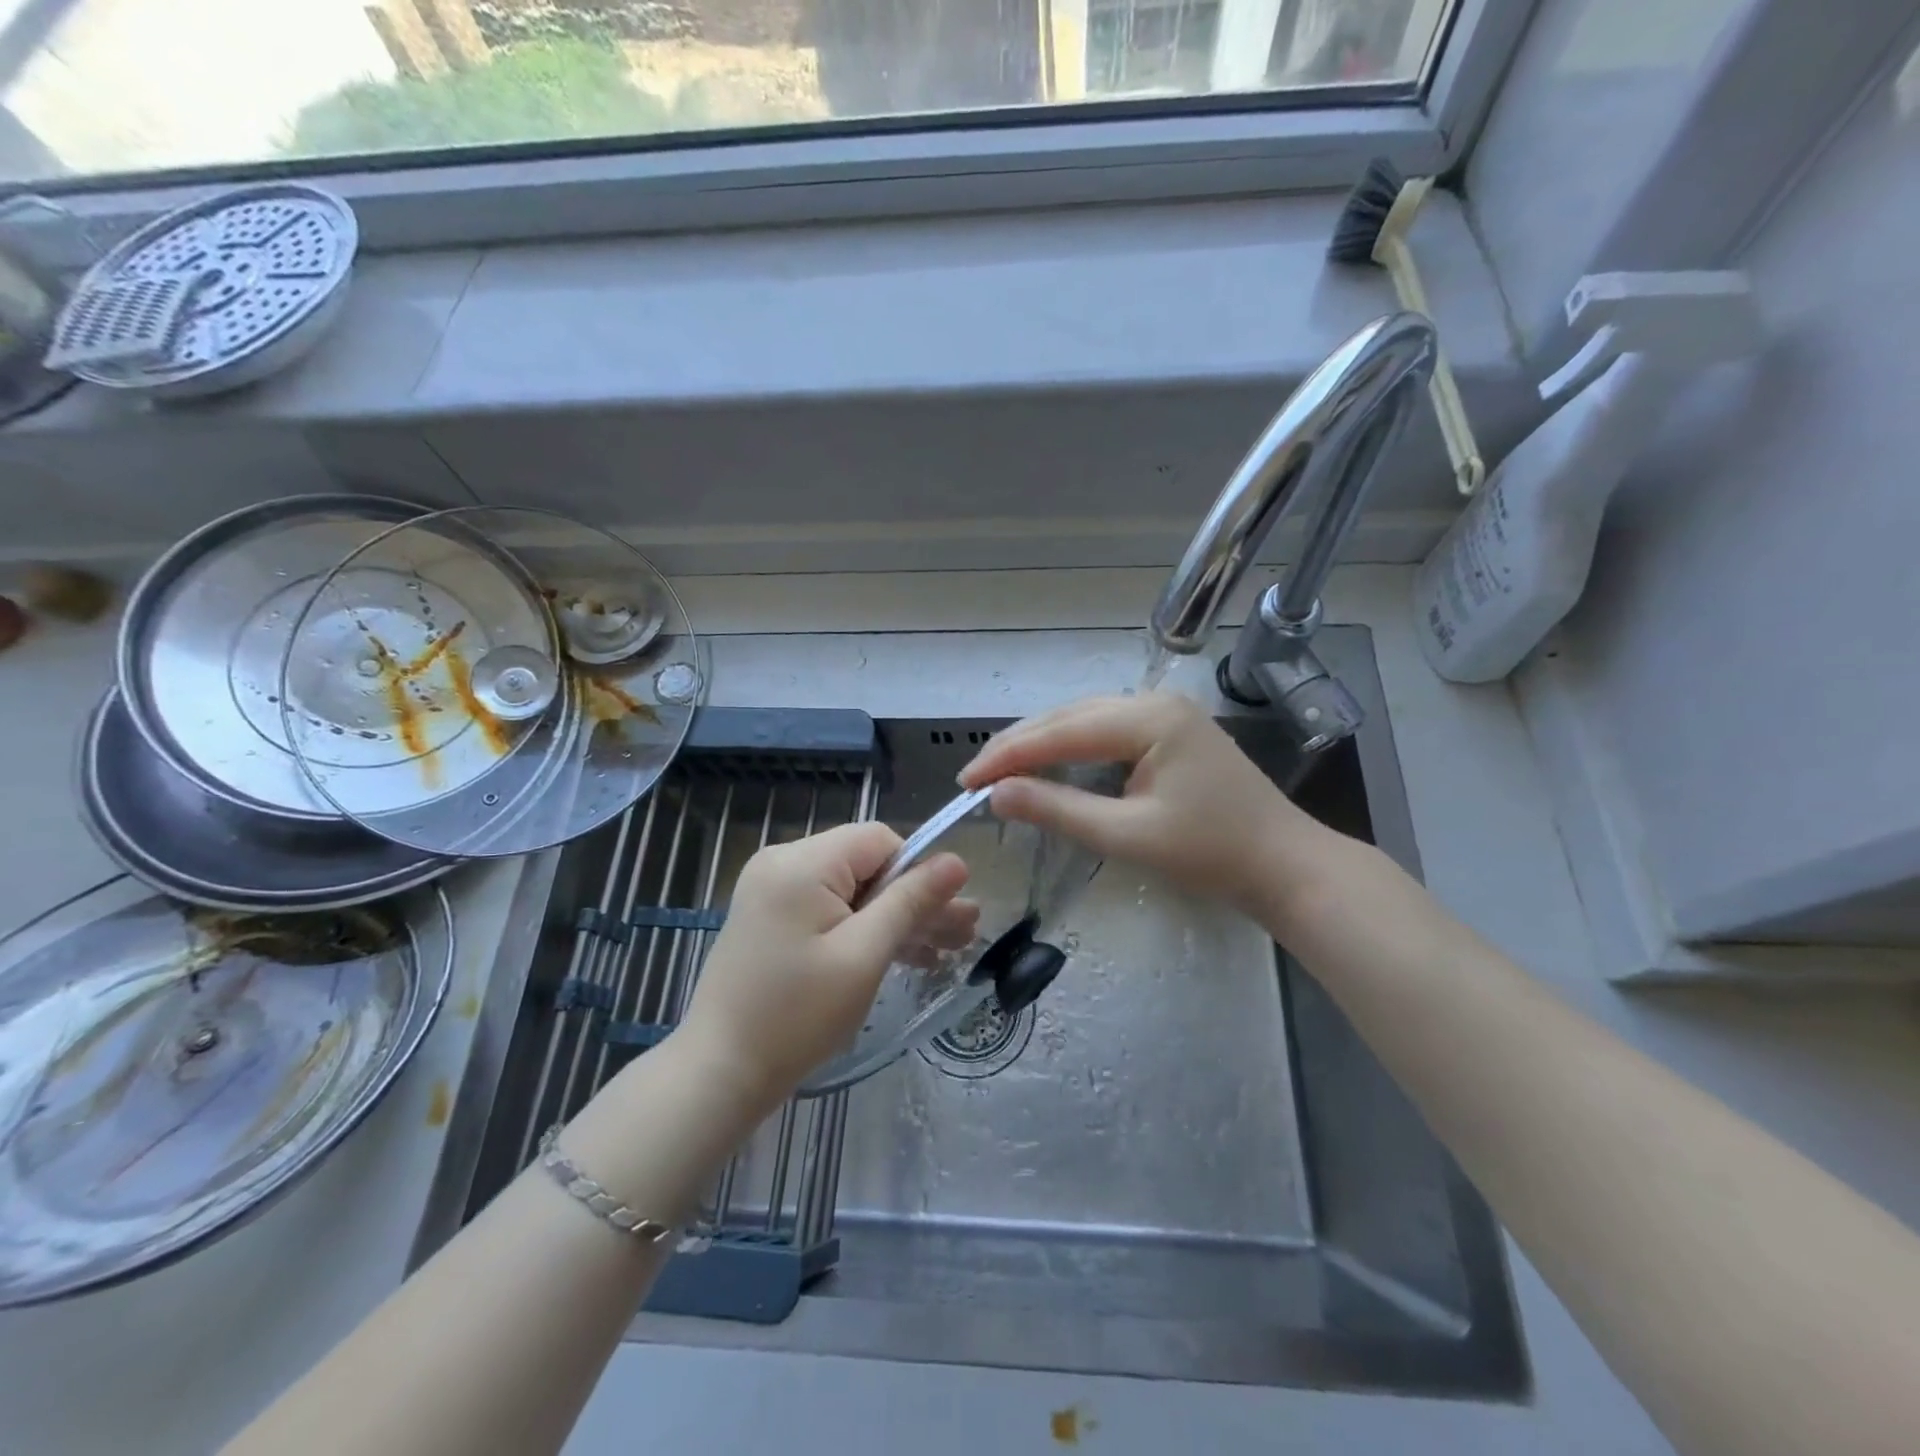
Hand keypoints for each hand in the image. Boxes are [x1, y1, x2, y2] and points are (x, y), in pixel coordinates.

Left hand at [678, 822, 976, 1112]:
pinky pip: (829, 908)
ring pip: (851, 889)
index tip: (945, 915)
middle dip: (914, 900)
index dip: (917, 872)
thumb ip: (910, 902)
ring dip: (894, 918)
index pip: (879, 840)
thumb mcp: (864, 956)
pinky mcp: (770, 917)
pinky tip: (902, 956)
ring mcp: (772, 889)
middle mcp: (783, 862)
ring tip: (945, 951)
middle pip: (866, 865)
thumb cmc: (797, 1015)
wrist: (720, 1072)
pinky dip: (861, 929)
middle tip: (964, 935)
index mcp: (802, 862)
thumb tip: (957, 861)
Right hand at [959, 692, 1331, 920]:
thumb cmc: (1211, 854)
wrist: (1284, 865)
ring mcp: (1163, 714)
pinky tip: (1047, 765)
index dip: (1008, 755)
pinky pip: (1104, 731)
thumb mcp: (1128, 835)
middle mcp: (1153, 702)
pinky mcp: (1168, 732)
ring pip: (1083, 720)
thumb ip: (1059, 810)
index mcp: (1148, 718)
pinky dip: (1068, 748)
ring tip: (1001, 771)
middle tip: (975, 777)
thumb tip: (996, 796)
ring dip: (1041, 744)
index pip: (1060, 730)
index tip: (966, 781)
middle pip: (1068, 717)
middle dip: (1019, 746)